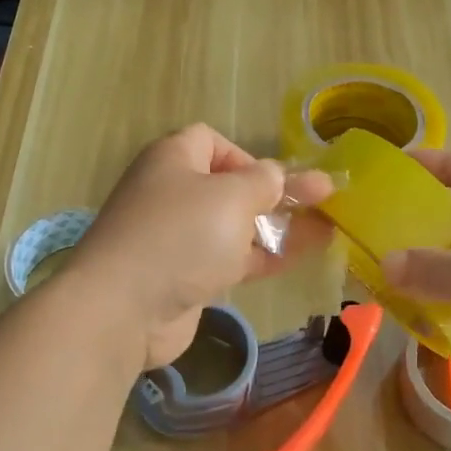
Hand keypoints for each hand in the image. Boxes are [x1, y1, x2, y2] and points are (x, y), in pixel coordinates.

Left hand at [67, 124, 333, 369]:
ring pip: (233, 226)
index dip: (245, 155)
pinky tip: (297, 259)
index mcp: (173, 159)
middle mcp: (171, 194)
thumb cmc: (180, 236)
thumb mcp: (232, 197)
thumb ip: (264, 182)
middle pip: (229, 187)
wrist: (124, 309)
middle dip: (274, 195)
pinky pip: (228, 259)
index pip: (210, 141)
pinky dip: (260, 257)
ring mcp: (176, 239)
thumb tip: (277, 174)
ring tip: (326, 230)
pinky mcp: (183, 277)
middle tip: (322, 201)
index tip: (271, 179)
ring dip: (276, 228)